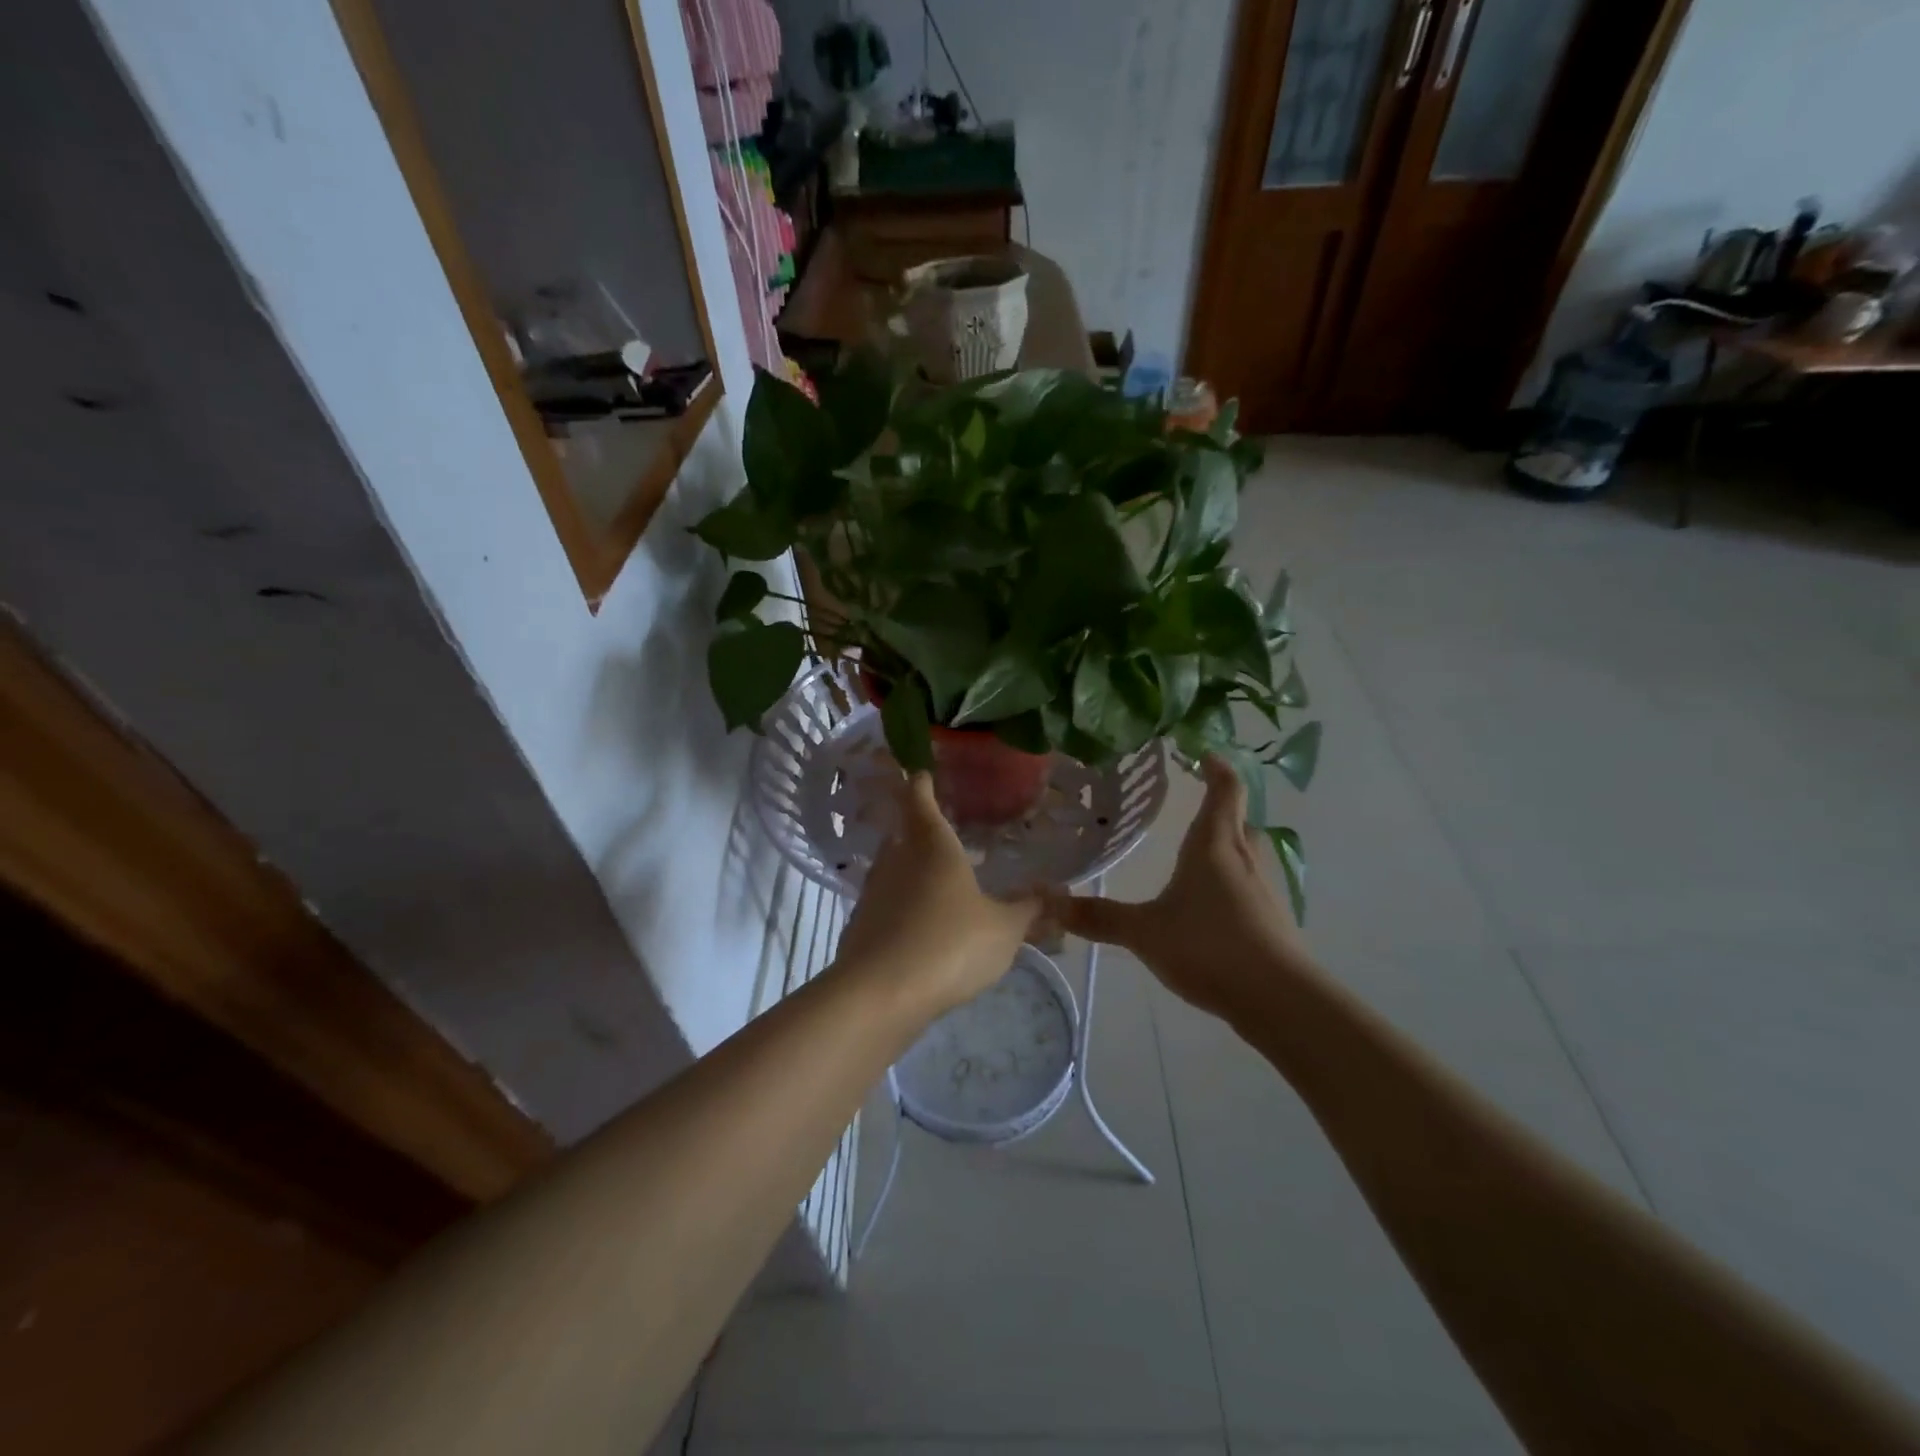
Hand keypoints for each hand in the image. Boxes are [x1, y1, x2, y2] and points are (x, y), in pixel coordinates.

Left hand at [833, 773, 1042, 1018]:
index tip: (923, 773)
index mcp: (931, 845)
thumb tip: (1057, 893)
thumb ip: (1029, 910)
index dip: (921, 783)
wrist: (881, 995)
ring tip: (939, 885)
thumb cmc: (951, 944)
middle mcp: (895, 859)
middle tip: (945, 836)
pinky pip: (885, 907)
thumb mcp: (1004, 930)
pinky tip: (921, 929)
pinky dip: (902, 909)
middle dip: (921, 832)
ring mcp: (872, 893)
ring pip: (892, 871)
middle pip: (903, 834)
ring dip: (911, 873)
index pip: (919, 798)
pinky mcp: (860, 927)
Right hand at [1048, 755, 1313, 1024]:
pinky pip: (1251, 887)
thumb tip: (1048, 902)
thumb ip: (1098, 917)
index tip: (1204, 754)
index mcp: (1214, 845)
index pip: (1225, 791)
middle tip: (1196, 807)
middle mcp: (1244, 858)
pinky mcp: (1273, 920)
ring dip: (1229, 847)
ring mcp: (1264, 889)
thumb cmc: (1208, 946)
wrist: (1278, 998)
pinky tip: (1213, 908)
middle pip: (1239, 820)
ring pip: (1248, 854)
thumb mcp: (1144, 931)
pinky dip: (1234, 884)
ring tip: (1200, 856)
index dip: (1217, 768)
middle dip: (1222, 809)